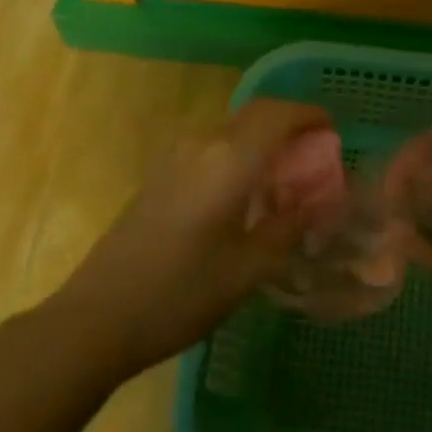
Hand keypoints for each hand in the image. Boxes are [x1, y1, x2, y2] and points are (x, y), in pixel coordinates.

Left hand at [54, 99, 333, 375]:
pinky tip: (244, 192)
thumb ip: (288, 226)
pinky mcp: (160, 174)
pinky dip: (239, 152)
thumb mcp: (248, 269)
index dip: (310, 115)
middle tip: (314, 153)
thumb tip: (318, 203)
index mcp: (230, 159)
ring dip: (262, 138)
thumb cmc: (182, 294)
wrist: (98, 316)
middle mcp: (203, 144)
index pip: (279, 115)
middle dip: (288, 123)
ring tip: (284, 176)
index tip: (333, 130)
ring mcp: (176, 157)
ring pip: (232, 129)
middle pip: (255, 114)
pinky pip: (211, 146)